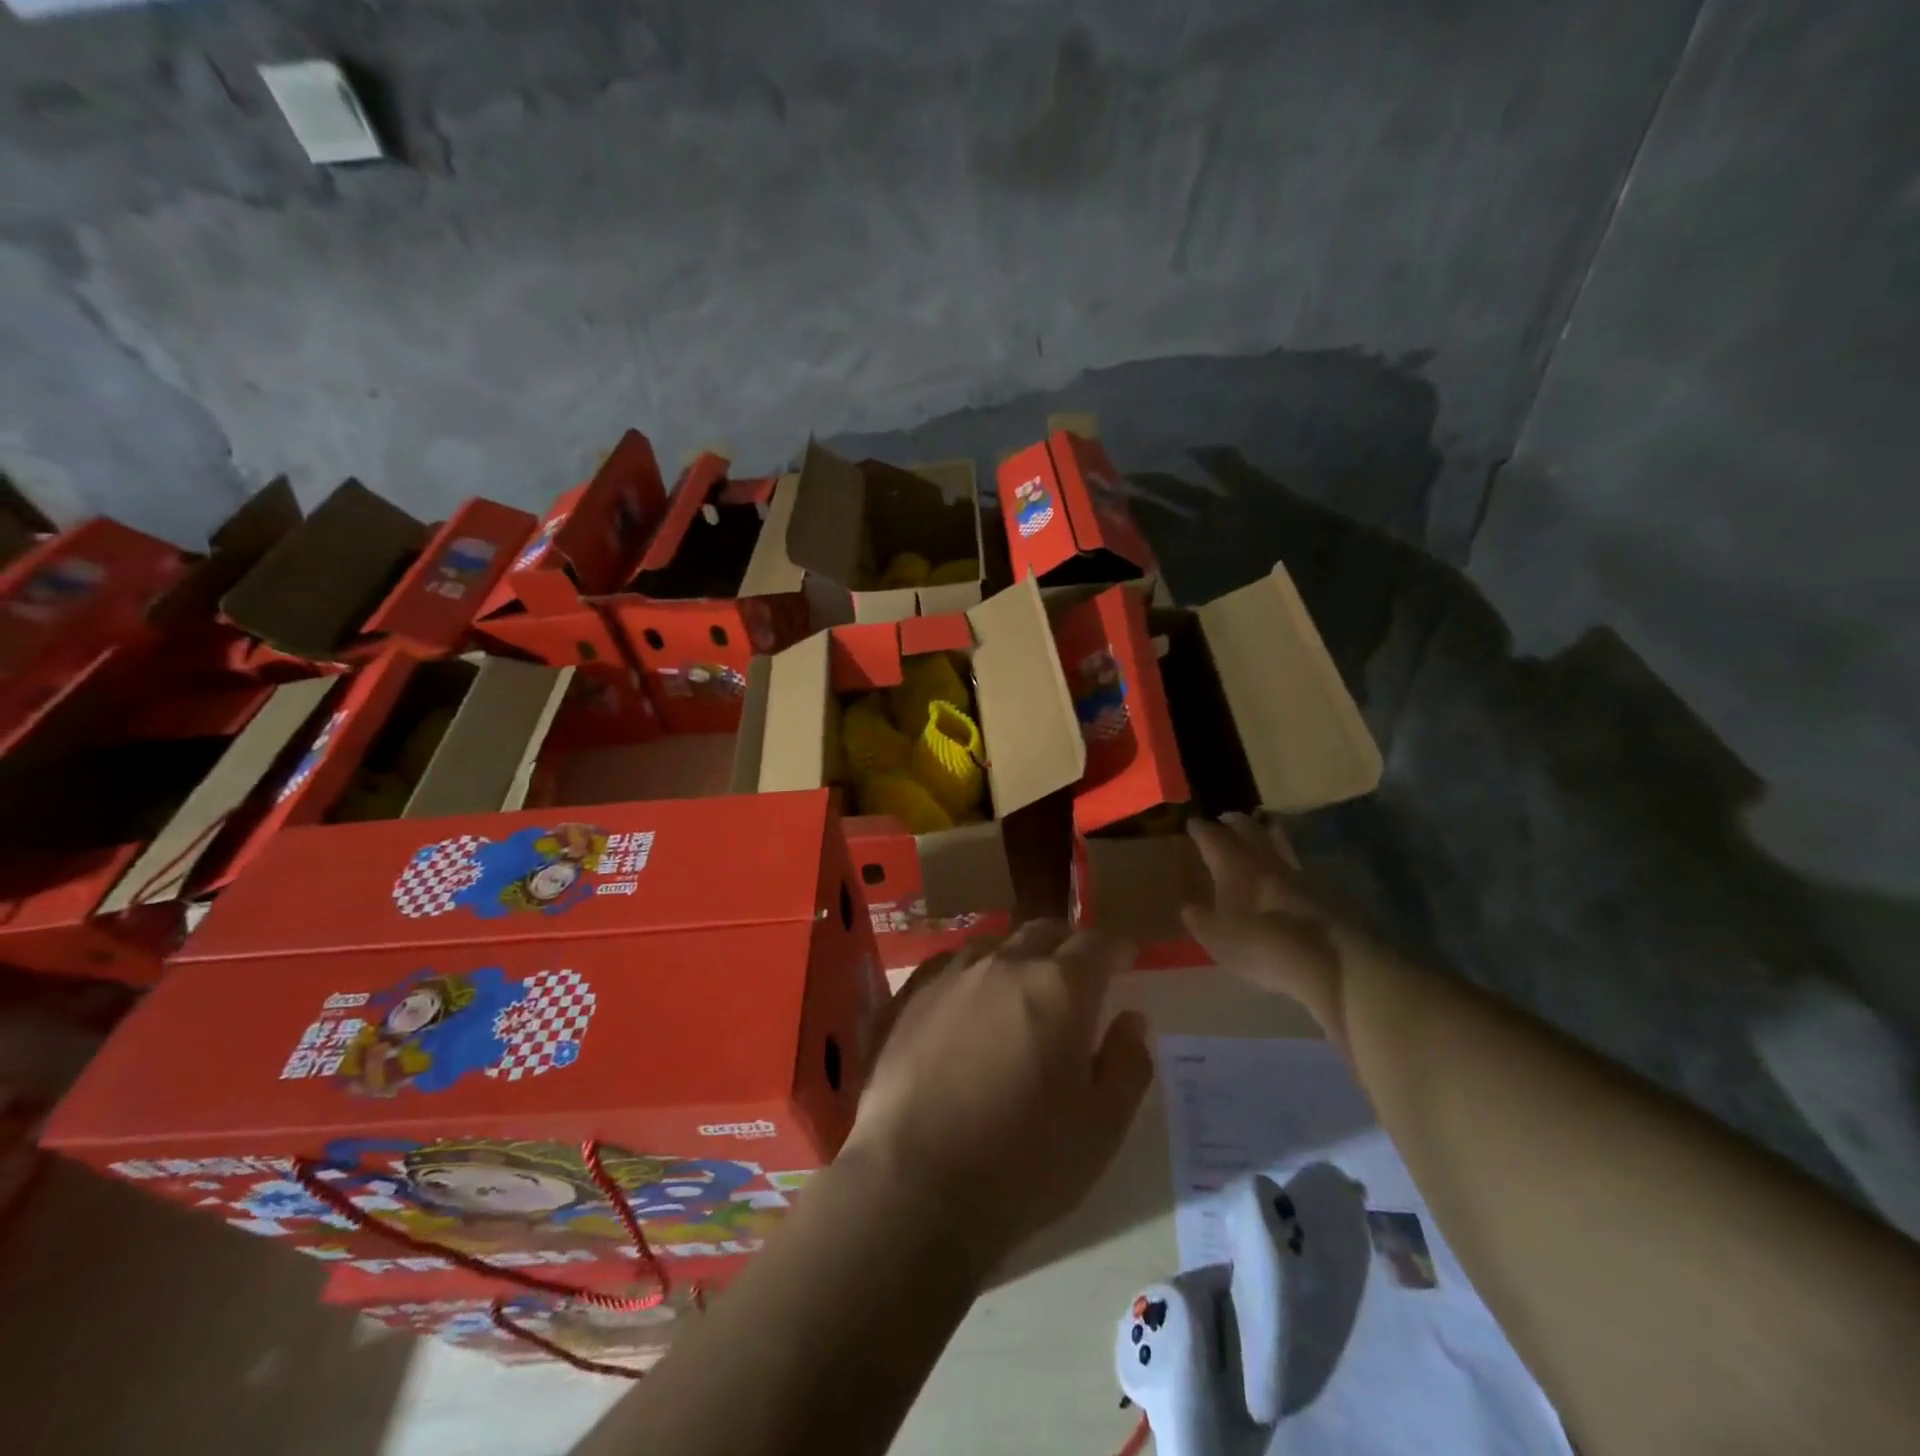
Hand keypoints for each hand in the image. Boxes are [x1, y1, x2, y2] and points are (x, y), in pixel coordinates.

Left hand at [843, 922, 1154, 1283]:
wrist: (914, 1182)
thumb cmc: (1023, 1162)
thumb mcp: (1102, 1127)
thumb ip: (1128, 1064)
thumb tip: (1131, 1019)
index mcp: (1059, 987)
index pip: (1096, 944)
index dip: (1115, 948)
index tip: (1124, 960)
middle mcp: (1005, 964)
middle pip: (1044, 932)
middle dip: (1068, 945)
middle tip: (1078, 972)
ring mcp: (952, 974)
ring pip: (996, 944)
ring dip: (1018, 956)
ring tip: (1022, 986)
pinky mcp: (912, 994)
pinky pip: (952, 963)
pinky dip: (974, 971)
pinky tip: (970, 999)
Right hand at [1181, 814, 1353, 1045]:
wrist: (1326, 959)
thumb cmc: (1259, 944)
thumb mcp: (1217, 939)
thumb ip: (1200, 920)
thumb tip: (1189, 907)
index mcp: (1231, 863)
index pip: (1210, 835)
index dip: (1199, 828)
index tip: (1191, 823)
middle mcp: (1261, 858)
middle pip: (1246, 828)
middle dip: (1232, 821)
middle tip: (1223, 819)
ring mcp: (1293, 871)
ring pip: (1274, 840)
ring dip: (1262, 832)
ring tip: (1255, 831)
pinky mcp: (1317, 889)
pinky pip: (1291, 862)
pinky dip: (1280, 858)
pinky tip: (1277, 870)